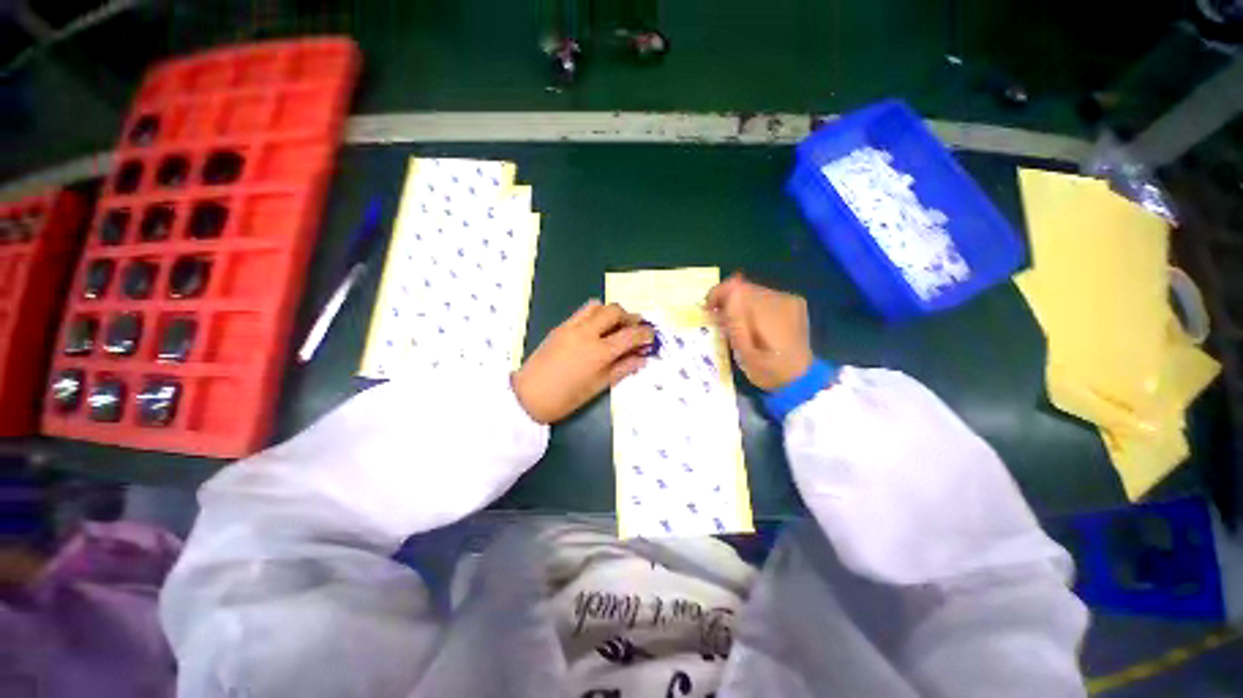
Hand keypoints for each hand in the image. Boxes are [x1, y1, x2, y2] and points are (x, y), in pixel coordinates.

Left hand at [512, 300, 654, 423]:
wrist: (529, 395)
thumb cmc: (566, 398)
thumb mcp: (599, 387)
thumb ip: (623, 369)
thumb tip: (642, 359)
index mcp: (599, 352)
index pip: (630, 335)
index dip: (645, 334)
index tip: (651, 336)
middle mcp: (587, 332)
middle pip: (615, 311)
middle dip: (629, 317)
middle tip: (634, 329)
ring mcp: (572, 326)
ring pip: (597, 305)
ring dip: (611, 311)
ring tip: (615, 326)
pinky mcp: (560, 326)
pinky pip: (582, 311)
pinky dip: (595, 314)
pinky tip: (596, 328)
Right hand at [706, 274, 813, 390]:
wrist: (799, 379)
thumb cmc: (768, 371)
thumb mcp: (745, 354)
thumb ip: (736, 323)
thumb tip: (728, 296)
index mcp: (770, 314)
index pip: (737, 288)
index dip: (718, 294)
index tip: (708, 310)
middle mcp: (782, 300)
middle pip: (745, 287)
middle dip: (728, 300)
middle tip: (720, 321)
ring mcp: (790, 300)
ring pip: (753, 290)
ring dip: (740, 304)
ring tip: (736, 325)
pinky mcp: (793, 303)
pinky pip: (765, 296)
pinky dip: (753, 306)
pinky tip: (753, 324)